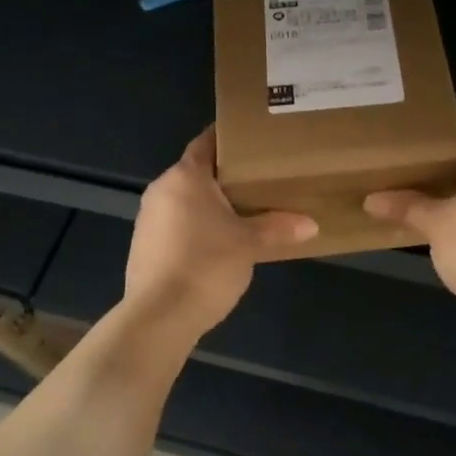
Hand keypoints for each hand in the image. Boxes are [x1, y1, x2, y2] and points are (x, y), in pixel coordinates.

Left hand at [124, 128, 317, 334]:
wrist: (159, 317)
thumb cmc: (206, 266)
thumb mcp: (250, 245)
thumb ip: (279, 229)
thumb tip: (311, 225)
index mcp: (185, 177)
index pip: (207, 142)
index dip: (229, 138)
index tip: (253, 139)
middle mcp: (161, 190)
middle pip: (197, 172)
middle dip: (226, 176)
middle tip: (260, 179)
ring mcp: (148, 219)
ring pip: (185, 200)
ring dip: (210, 204)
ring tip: (244, 212)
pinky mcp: (144, 246)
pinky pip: (176, 225)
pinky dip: (196, 227)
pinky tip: (218, 244)